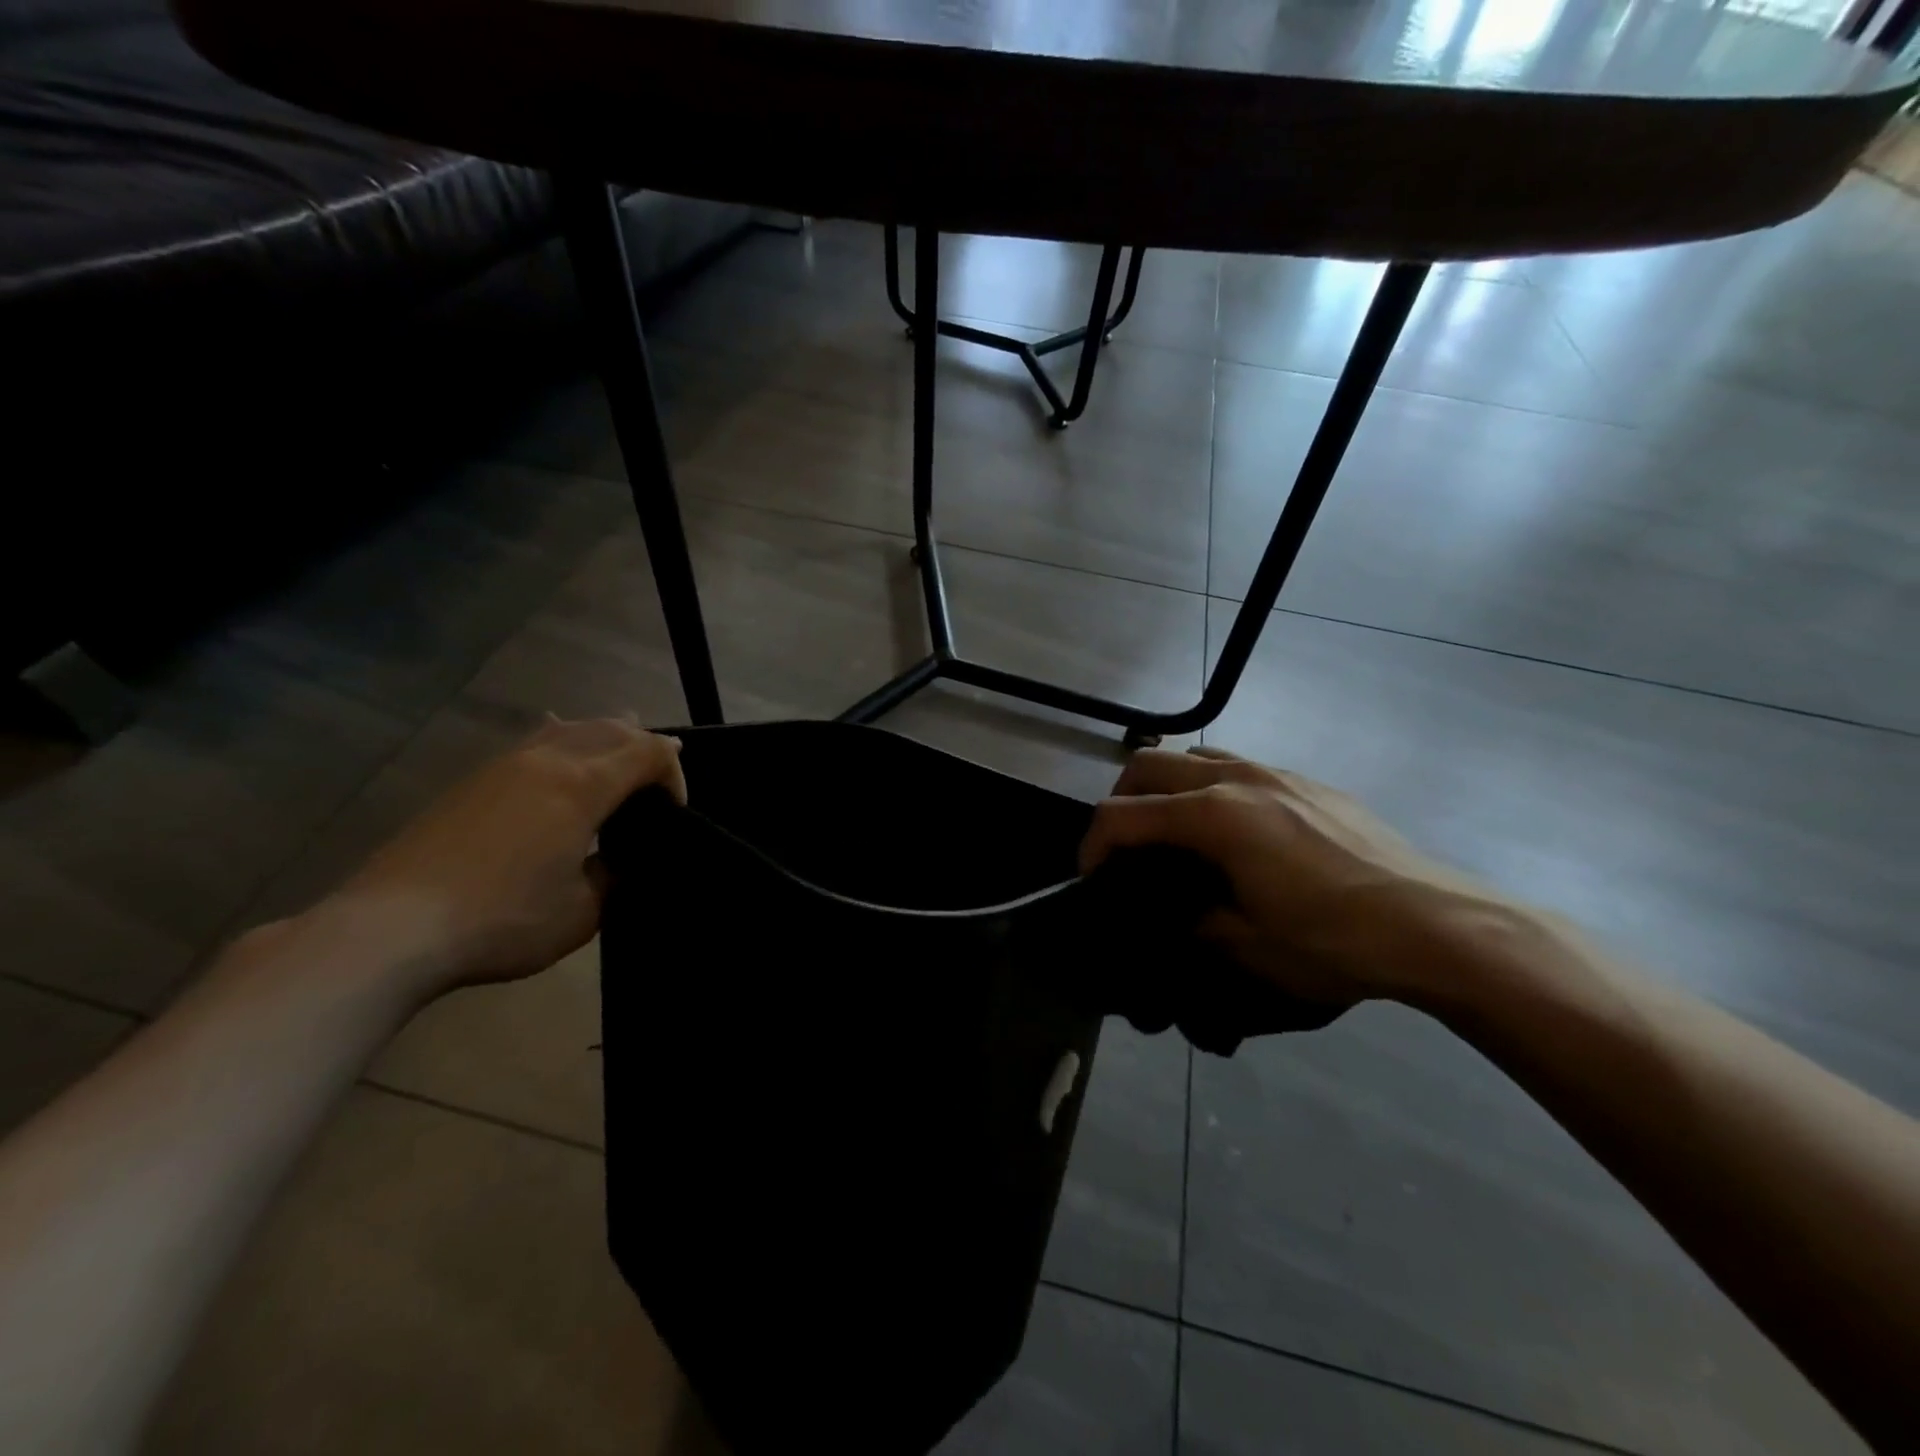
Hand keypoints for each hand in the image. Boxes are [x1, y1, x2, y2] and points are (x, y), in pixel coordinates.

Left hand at [328, 716, 685, 994]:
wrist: (392, 929)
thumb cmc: (503, 920)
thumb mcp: (584, 911)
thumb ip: (614, 874)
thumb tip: (617, 858)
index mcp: (583, 786)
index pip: (650, 752)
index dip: (675, 774)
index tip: (674, 812)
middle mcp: (548, 760)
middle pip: (613, 729)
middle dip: (646, 748)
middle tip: (657, 784)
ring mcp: (505, 765)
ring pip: (571, 727)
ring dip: (605, 738)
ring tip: (619, 755)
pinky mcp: (474, 781)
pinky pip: (534, 741)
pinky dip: (563, 740)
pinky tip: (559, 744)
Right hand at [1079, 746, 1516, 1008]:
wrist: (1437, 925)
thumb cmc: (1335, 940)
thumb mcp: (1248, 948)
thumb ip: (1194, 922)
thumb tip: (1179, 913)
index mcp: (1214, 817)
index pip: (1124, 815)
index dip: (1093, 845)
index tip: (1091, 879)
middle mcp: (1237, 779)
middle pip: (1149, 764)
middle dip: (1121, 801)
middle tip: (1124, 848)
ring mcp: (1277, 773)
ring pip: (1196, 755)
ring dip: (1167, 787)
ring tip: (1174, 833)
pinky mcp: (1309, 783)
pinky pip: (1240, 768)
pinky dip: (1212, 788)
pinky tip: (1236, 835)